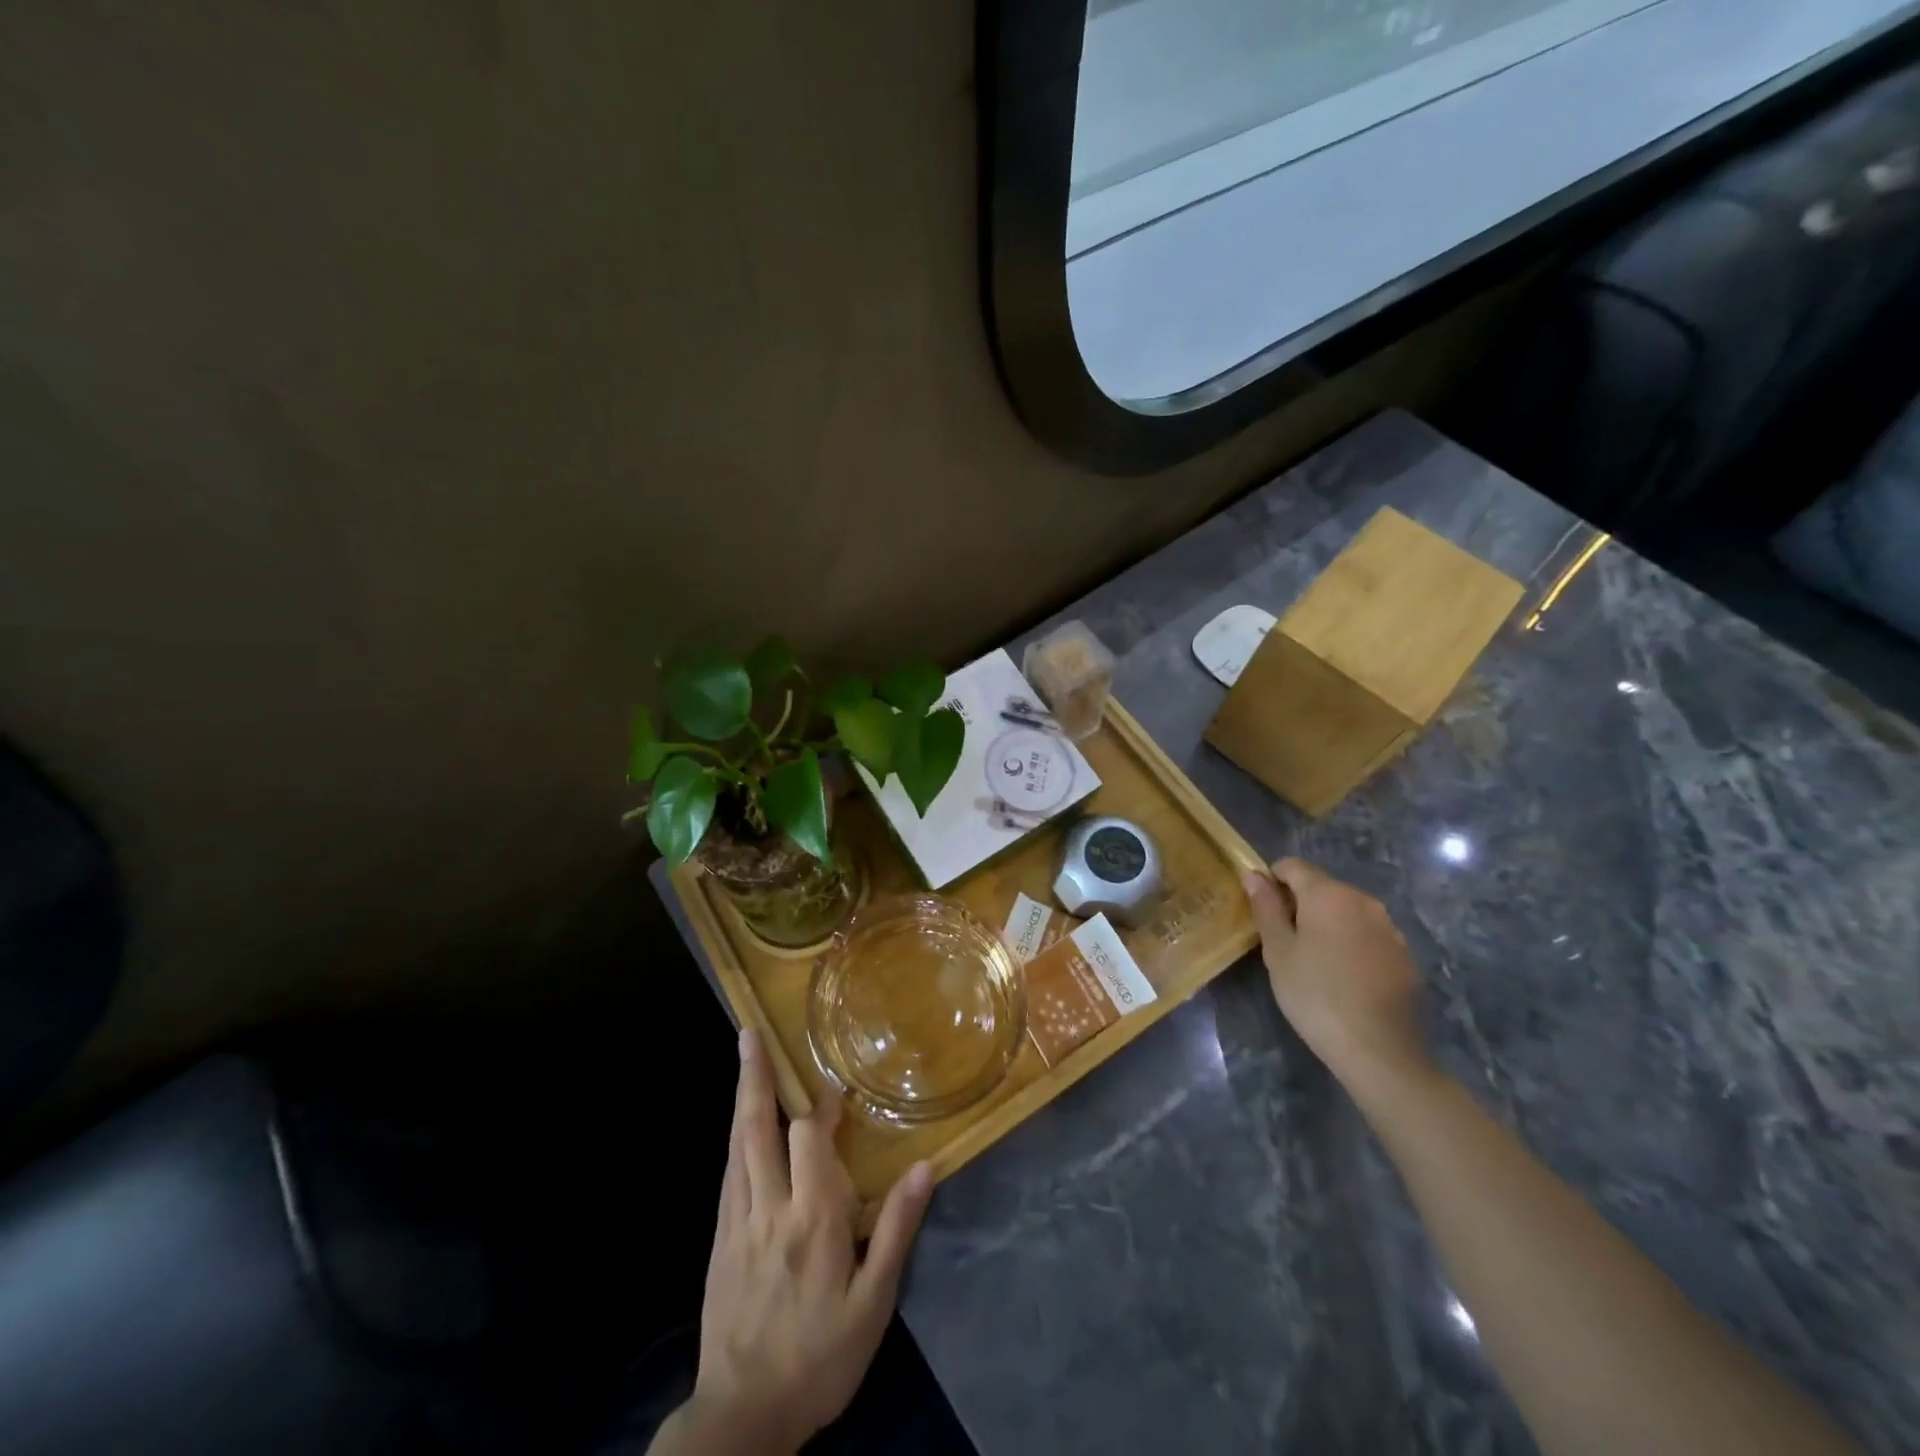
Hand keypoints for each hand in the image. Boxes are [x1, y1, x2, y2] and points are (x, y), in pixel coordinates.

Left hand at [663, 1028, 933, 1455]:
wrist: (741, 1418)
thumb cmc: (819, 1359)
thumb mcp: (872, 1305)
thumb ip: (896, 1230)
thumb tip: (924, 1167)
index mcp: (813, 1220)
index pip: (812, 1140)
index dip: (824, 1108)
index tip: (837, 1091)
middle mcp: (769, 1208)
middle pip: (759, 1128)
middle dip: (757, 1077)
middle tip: (750, 1033)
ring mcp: (737, 1221)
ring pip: (737, 1145)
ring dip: (742, 1098)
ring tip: (743, 1059)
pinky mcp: (719, 1239)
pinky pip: (727, 1173)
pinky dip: (735, 1138)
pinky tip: (739, 1127)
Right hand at [1242, 857, 1430, 1094]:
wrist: (1379, 1051)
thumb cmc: (1315, 995)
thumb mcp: (1278, 951)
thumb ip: (1266, 907)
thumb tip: (1254, 875)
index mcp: (1328, 894)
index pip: (1293, 866)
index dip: (1271, 880)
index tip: (1262, 910)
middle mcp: (1363, 900)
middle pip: (1322, 886)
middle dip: (1300, 903)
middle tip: (1283, 941)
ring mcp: (1389, 928)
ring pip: (1347, 911)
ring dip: (1327, 923)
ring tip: (1314, 961)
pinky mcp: (1405, 955)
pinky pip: (1368, 935)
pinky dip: (1351, 943)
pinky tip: (1344, 977)